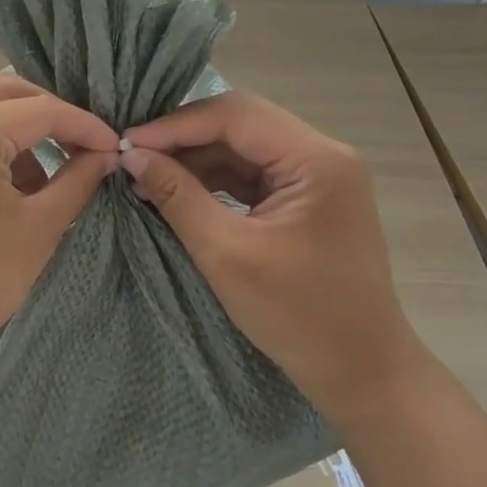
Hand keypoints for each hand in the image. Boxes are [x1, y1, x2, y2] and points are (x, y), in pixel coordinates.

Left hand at [0, 73, 119, 376]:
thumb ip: (78, 180)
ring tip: (41, 178)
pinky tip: (2, 183)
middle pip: (6, 90)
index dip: (84, 125)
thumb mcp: (39, 229)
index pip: (42, 109)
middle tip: (81, 147)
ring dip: (15, 127)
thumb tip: (105, 154)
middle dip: (49, 114)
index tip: (113, 146)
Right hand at [121, 91, 420, 416]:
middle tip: (133, 154)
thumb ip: (178, 196)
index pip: (235, 115)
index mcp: (316, 160)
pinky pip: (251, 173)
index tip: (126, 142)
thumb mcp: (226, 254)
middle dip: (183, 136)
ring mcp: (317, 176)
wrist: (360, 371)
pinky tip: (177, 190)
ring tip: (146, 175)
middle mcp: (322, 155)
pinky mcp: (307, 199)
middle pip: (240, 123)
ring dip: (195, 158)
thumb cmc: (298, 316)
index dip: (175, 124)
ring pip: (243, 147)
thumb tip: (132, 156)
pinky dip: (213, 179)